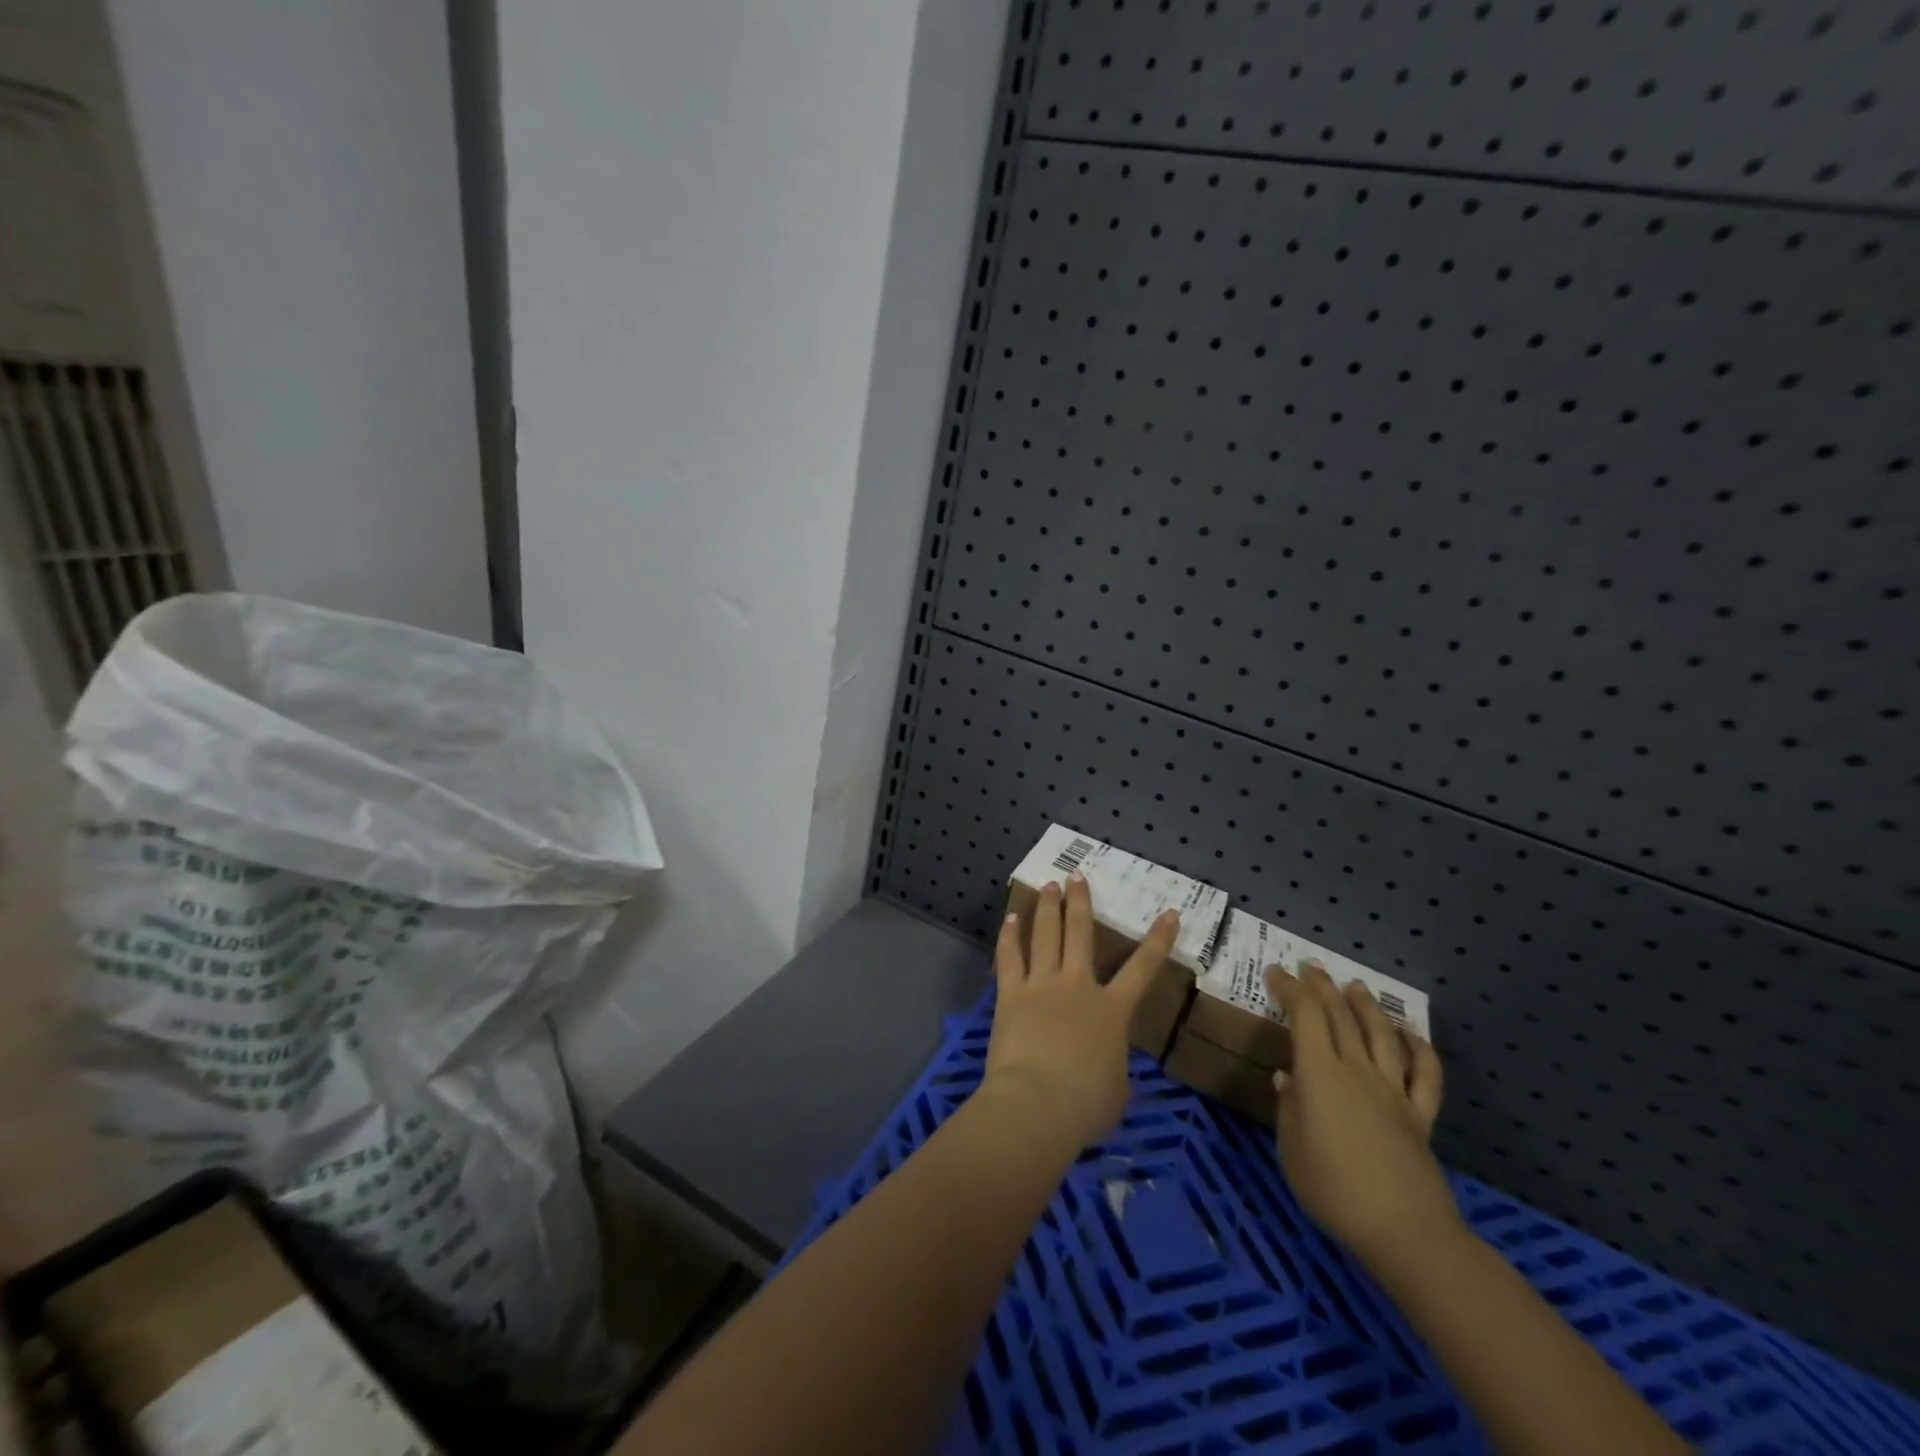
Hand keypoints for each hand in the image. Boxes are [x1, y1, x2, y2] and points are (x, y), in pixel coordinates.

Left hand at [984, 873, 1179, 1152]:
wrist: (1038, 1103)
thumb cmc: (1086, 1104)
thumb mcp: (1117, 1090)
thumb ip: (1114, 1067)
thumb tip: (1106, 1066)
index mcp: (1112, 1011)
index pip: (1143, 969)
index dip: (1159, 940)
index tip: (1170, 913)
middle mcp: (1078, 986)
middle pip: (1080, 933)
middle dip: (1080, 901)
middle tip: (1077, 876)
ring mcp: (1042, 986)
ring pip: (1045, 935)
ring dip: (1047, 907)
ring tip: (1048, 885)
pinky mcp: (1011, 994)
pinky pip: (1010, 957)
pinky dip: (1010, 936)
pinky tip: (1010, 918)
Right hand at [1265, 961, 1459, 1271]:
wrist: (1405, 1232)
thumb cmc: (1333, 1189)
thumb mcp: (1290, 1149)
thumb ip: (1288, 1108)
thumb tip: (1287, 1078)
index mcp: (1320, 1074)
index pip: (1305, 1016)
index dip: (1290, 990)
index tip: (1275, 972)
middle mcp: (1357, 1070)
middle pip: (1341, 1016)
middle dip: (1322, 987)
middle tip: (1310, 967)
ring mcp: (1393, 1091)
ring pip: (1381, 1035)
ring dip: (1366, 1006)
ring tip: (1355, 987)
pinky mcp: (1420, 1116)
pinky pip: (1425, 1075)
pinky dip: (1420, 1050)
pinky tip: (1412, 1036)